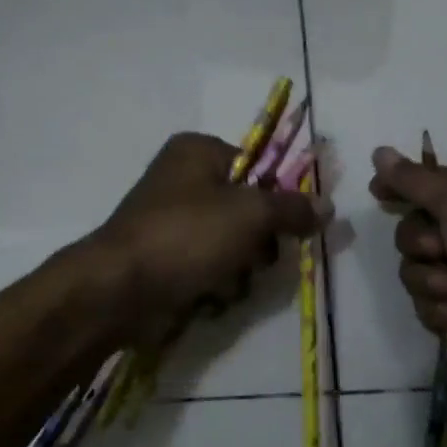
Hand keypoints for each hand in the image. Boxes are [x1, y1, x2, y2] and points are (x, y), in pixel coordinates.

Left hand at [92, 133, 330, 349]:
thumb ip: (292, 208)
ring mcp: (170, 219)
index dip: (277, 197)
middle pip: (246, 207)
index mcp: (197, 151)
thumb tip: (327, 206)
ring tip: (228, 281)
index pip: (257, 166)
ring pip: (230, 241)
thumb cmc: (186, 236)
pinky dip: (215, 282)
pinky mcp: (164, 256)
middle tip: (257, 257)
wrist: (119, 289)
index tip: (293, 226)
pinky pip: (207, 265)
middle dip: (258, 240)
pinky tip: (210, 295)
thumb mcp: (250, 215)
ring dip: (239, 267)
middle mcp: (182, 178)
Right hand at [369, 145, 446, 383]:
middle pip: (413, 230)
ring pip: (413, 270)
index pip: (429, 185)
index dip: (402, 187)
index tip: (378, 192)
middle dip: (418, 242)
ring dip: (429, 279)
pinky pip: (424, 304)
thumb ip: (415, 180)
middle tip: (438, 250)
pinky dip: (437, 309)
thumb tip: (380, 151)